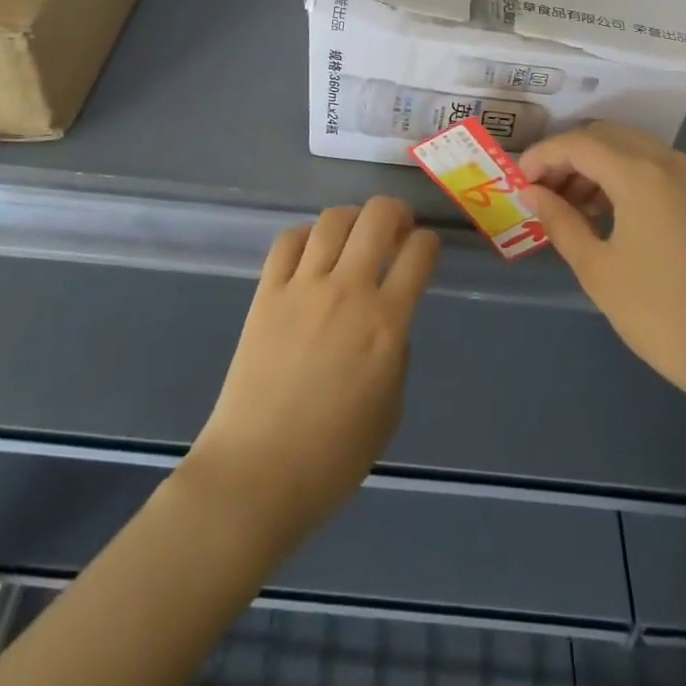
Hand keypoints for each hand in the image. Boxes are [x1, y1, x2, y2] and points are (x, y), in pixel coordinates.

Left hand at [184, 198, 439, 551]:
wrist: (256, 473)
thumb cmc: (332, 458)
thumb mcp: (390, 411)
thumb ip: (397, 355)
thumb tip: (387, 322)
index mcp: (386, 324)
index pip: (419, 254)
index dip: (429, 244)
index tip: (426, 250)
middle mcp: (348, 291)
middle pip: (377, 217)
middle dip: (395, 212)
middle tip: (396, 228)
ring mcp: (303, 287)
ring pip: (333, 220)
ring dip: (352, 218)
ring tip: (354, 233)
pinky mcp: (266, 292)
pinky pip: (288, 241)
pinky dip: (306, 235)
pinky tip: (312, 251)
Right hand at [519, 123, 685, 424]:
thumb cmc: (663, 315)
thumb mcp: (599, 270)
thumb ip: (560, 222)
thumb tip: (533, 193)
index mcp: (640, 173)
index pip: (577, 143)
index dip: (542, 156)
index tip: (517, 182)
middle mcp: (668, 161)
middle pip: (605, 136)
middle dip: (567, 156)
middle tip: (541, 193)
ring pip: (631, 149)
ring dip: (595, 166)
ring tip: (569, 207)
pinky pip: (653, 168)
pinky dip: (622, 177)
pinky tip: (607, 214)